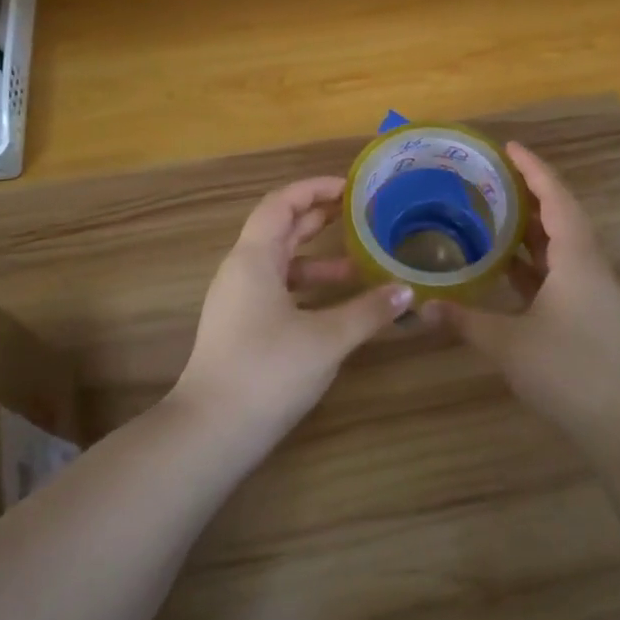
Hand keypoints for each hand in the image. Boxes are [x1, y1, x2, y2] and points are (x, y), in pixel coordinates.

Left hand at [173, 176, 411, 437]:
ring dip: (318, 259)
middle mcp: (242, 270)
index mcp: (254, 258)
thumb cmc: (268, 371)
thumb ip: (368, 311)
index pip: (282, 203)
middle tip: (360, 213)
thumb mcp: (326, 339)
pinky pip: (279, 291)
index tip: (351, 188)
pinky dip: (308, 288)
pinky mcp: (243, 327)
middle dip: (319, 218)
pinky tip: (337, 305)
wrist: (212, 431)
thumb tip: (407, 291)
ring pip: (282, 264)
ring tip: (359, 264)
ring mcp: (239, 300)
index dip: (315, 189)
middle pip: (281, 229)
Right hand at [425, 142, 619, 449]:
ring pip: (561, 241)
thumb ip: (463, 320)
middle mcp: (588, 265)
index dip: (533, 169)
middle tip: (492, 175)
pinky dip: (533, 256)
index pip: (555, 198)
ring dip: (532, 222)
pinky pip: (559, 267)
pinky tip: (505, 261)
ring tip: (493, 208)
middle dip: (531, 189)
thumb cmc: (568, 372)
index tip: (507, 147)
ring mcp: (591, 290)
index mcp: (576, 258)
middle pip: (562, 213)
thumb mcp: (507, 345)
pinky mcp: (587, 311)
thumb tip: (420, 306)